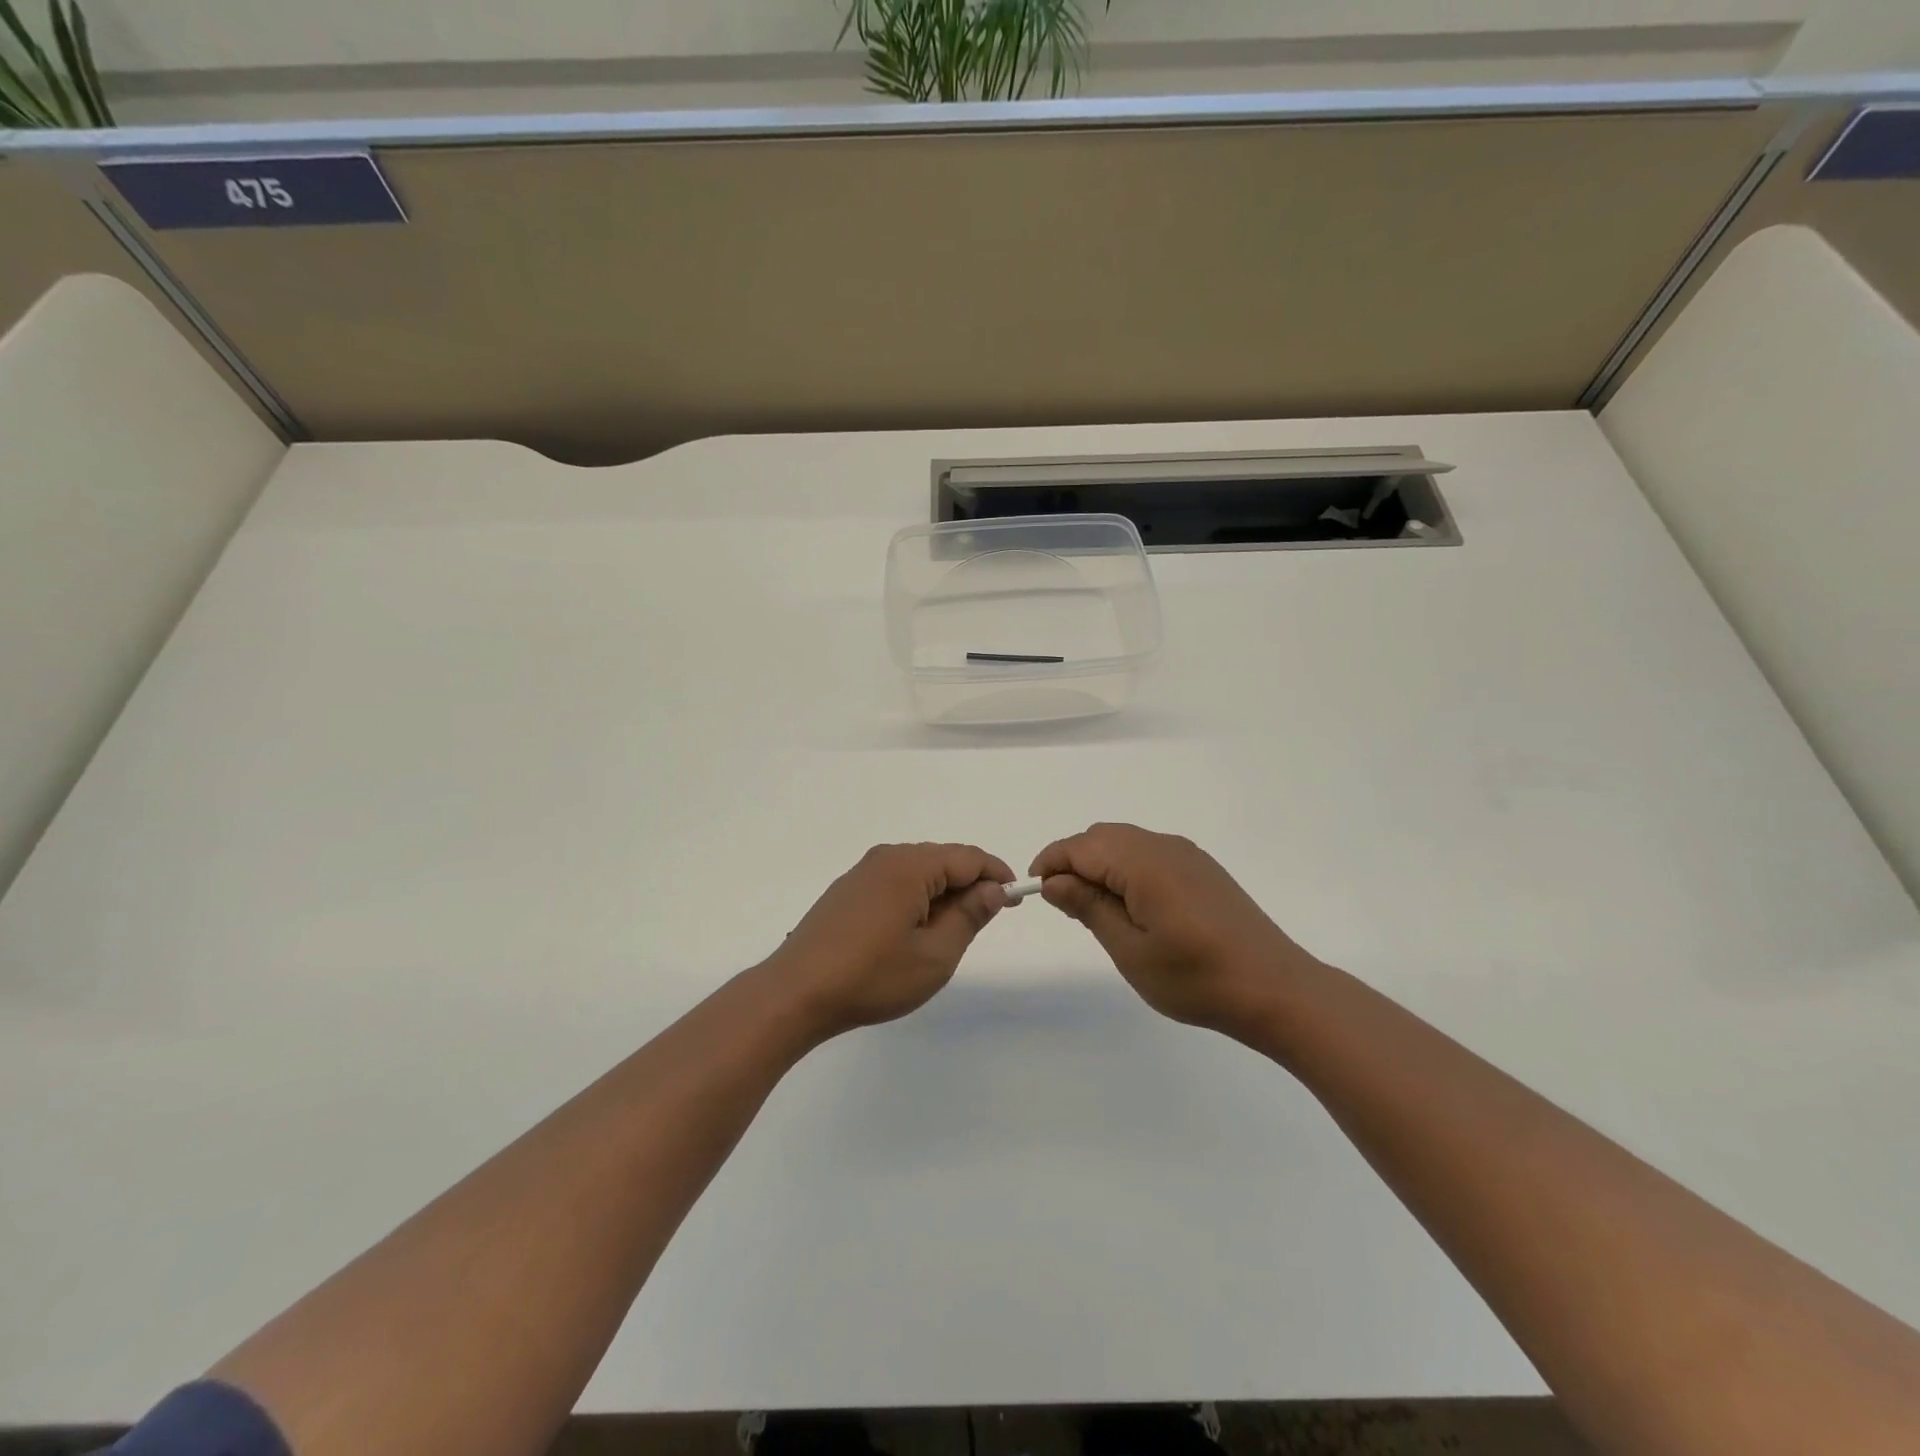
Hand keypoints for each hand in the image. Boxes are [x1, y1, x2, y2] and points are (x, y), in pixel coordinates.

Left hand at [766, 842, 1014, 1036]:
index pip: (968, 857)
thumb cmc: (872, 976)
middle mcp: (886, 858)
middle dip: (969, 885)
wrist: (796, 993)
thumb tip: (992, 889)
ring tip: (951, 931)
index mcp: (911, 865)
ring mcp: (862, 873)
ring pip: (918, 872)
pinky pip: (895, 882)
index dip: (996, 874)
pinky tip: (913, 931)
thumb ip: (969, 916)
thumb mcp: (935, 955)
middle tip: (986, 919)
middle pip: (942, 860)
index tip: (1015, 899)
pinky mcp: (847, 891)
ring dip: (942, 894)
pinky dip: (916, 898)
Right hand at [1030, 823, 1319, 1033]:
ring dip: (1100, 865)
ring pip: (1125, 842)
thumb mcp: (1130, 950)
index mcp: (1143, 862)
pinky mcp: (1202, 868)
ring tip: (1097, 911)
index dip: (1050, 863)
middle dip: (1074, 862)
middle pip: (1102, 837)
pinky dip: (1126, 868)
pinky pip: (1149, 853)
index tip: (1034, 893)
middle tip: (1066, 906)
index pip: (1080, 846)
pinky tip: (1134, 907)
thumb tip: (1053, 881)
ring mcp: (1187, 855)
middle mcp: (1164, 846)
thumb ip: (1089, 907)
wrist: (1275, 990)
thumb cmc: (1196, 978)